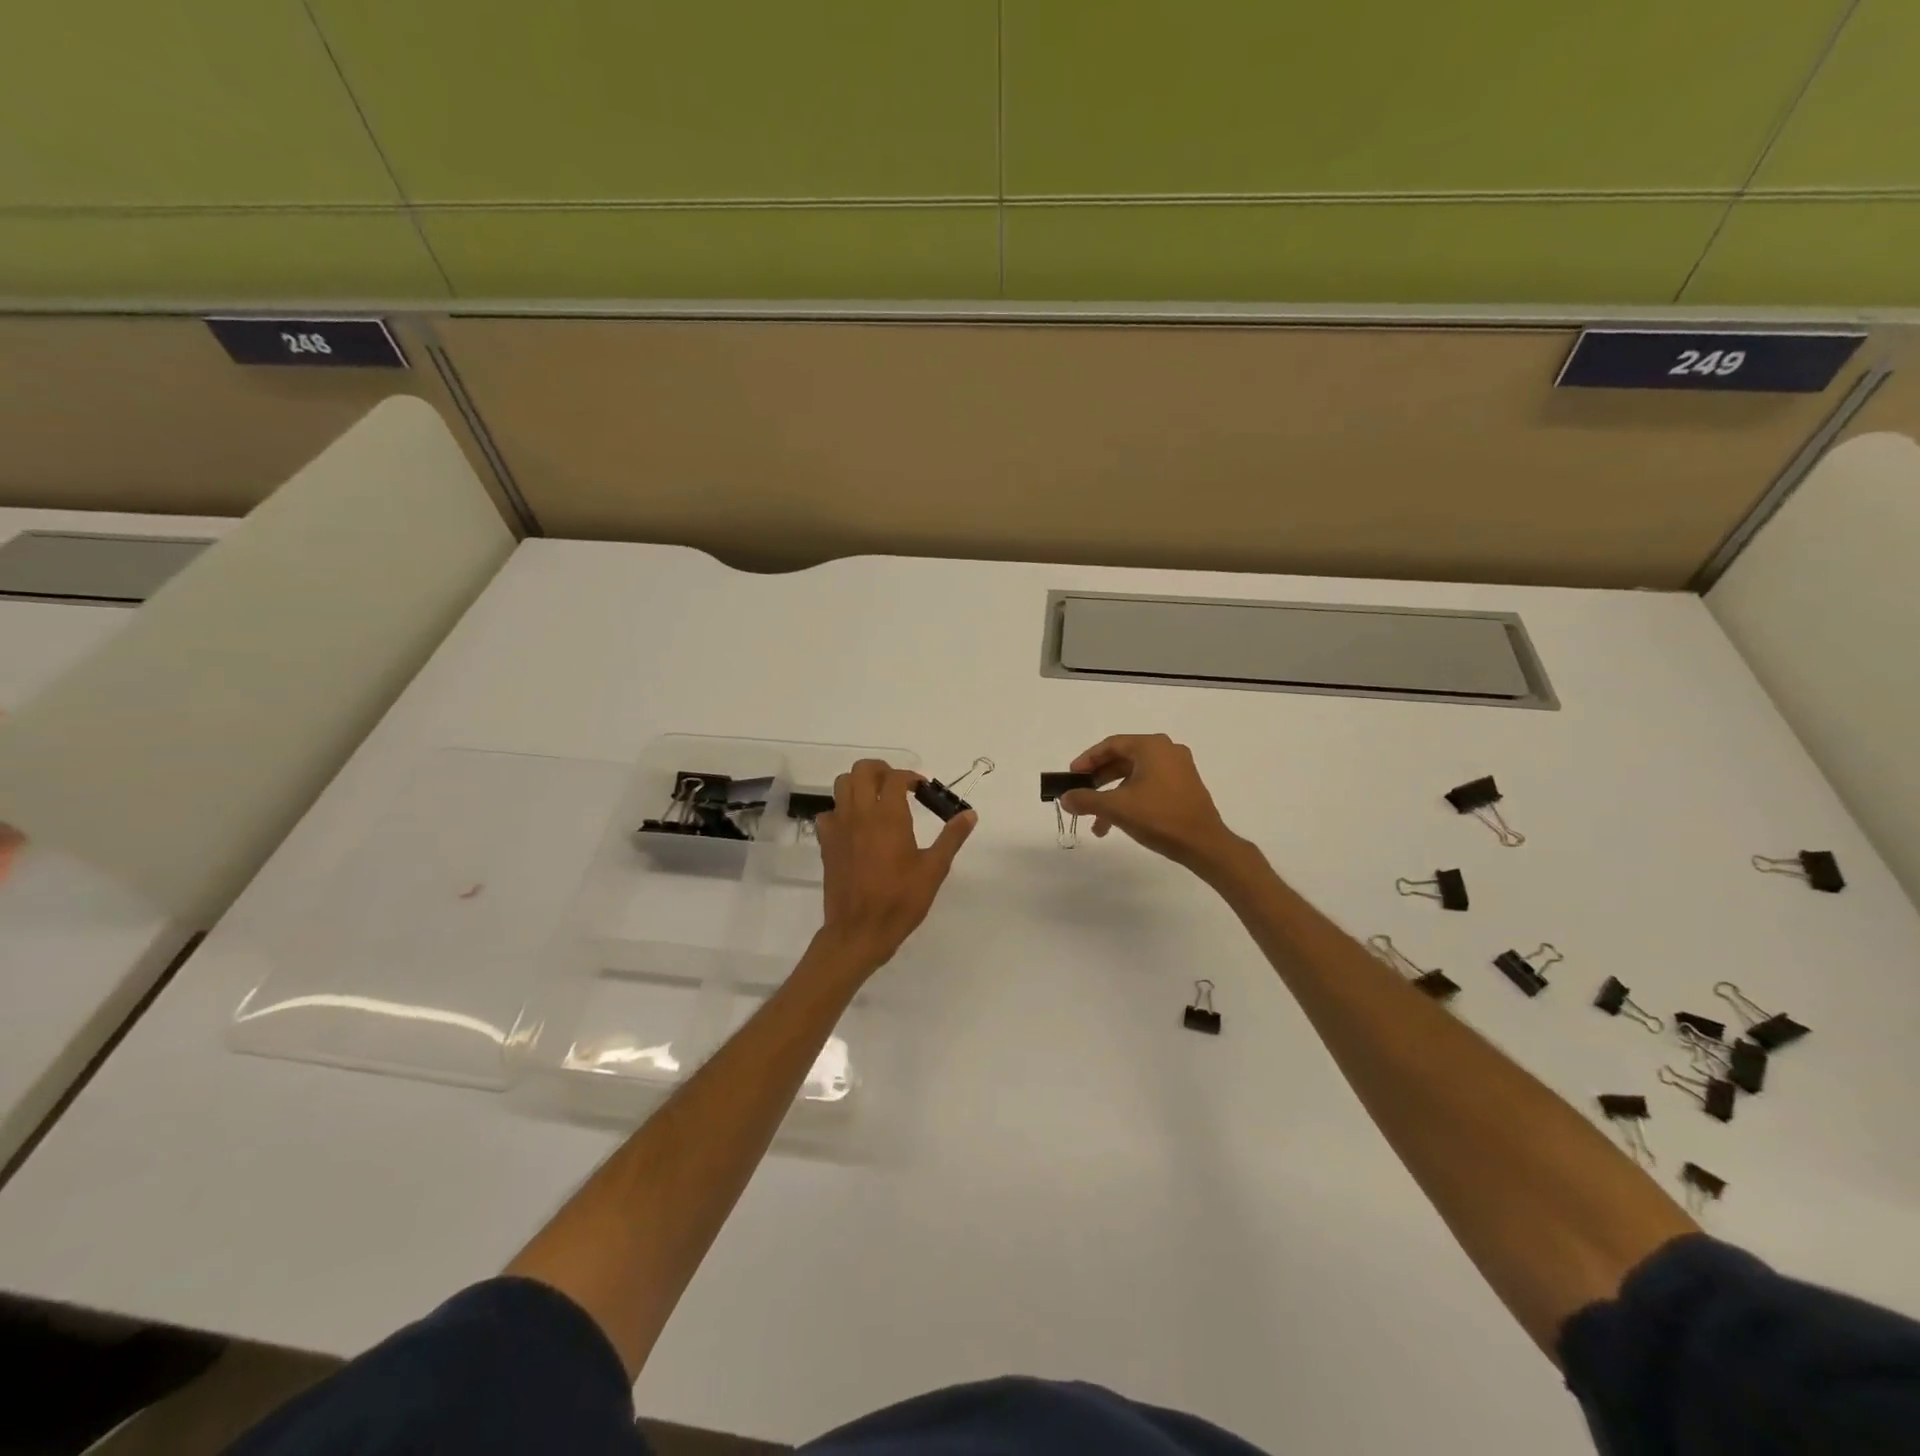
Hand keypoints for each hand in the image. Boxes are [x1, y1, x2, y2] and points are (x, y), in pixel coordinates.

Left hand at [814, 759, 974, 972]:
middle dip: (881, 770)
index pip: (895, 777)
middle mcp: (860, 814)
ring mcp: (839, 827)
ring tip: (876, 800)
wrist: (859, 931)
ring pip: (842, 785)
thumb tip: (969, 814)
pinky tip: (855, 827)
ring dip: (860, 784)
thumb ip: (951, 838)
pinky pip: (829, 813)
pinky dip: (841, 811)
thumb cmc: (900, 900)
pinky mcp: (826, 843)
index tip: (922, 789)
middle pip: (863, 770)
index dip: (911, 776)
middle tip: (897, 785)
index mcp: (888, 817)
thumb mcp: (934, 870)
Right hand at [1058, 734, 1241, 873]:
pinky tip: (1118, 822)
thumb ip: (1086, 800)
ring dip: (1113, 795)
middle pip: (1123, 759)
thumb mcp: (1116, 807)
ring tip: (1097, 821)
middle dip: (1099, 780)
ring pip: (1135, 776)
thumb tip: (1064, 798)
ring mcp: (1179, 768)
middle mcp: (1167, 750)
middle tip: (1081, 794)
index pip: (1111, 745)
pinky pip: (1149, 785)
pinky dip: (1131, 799)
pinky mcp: (1185, 786)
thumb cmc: (1159, 817)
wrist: (1204, 844)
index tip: (1072, 776)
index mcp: (1152, 746)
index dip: (1087, 760)